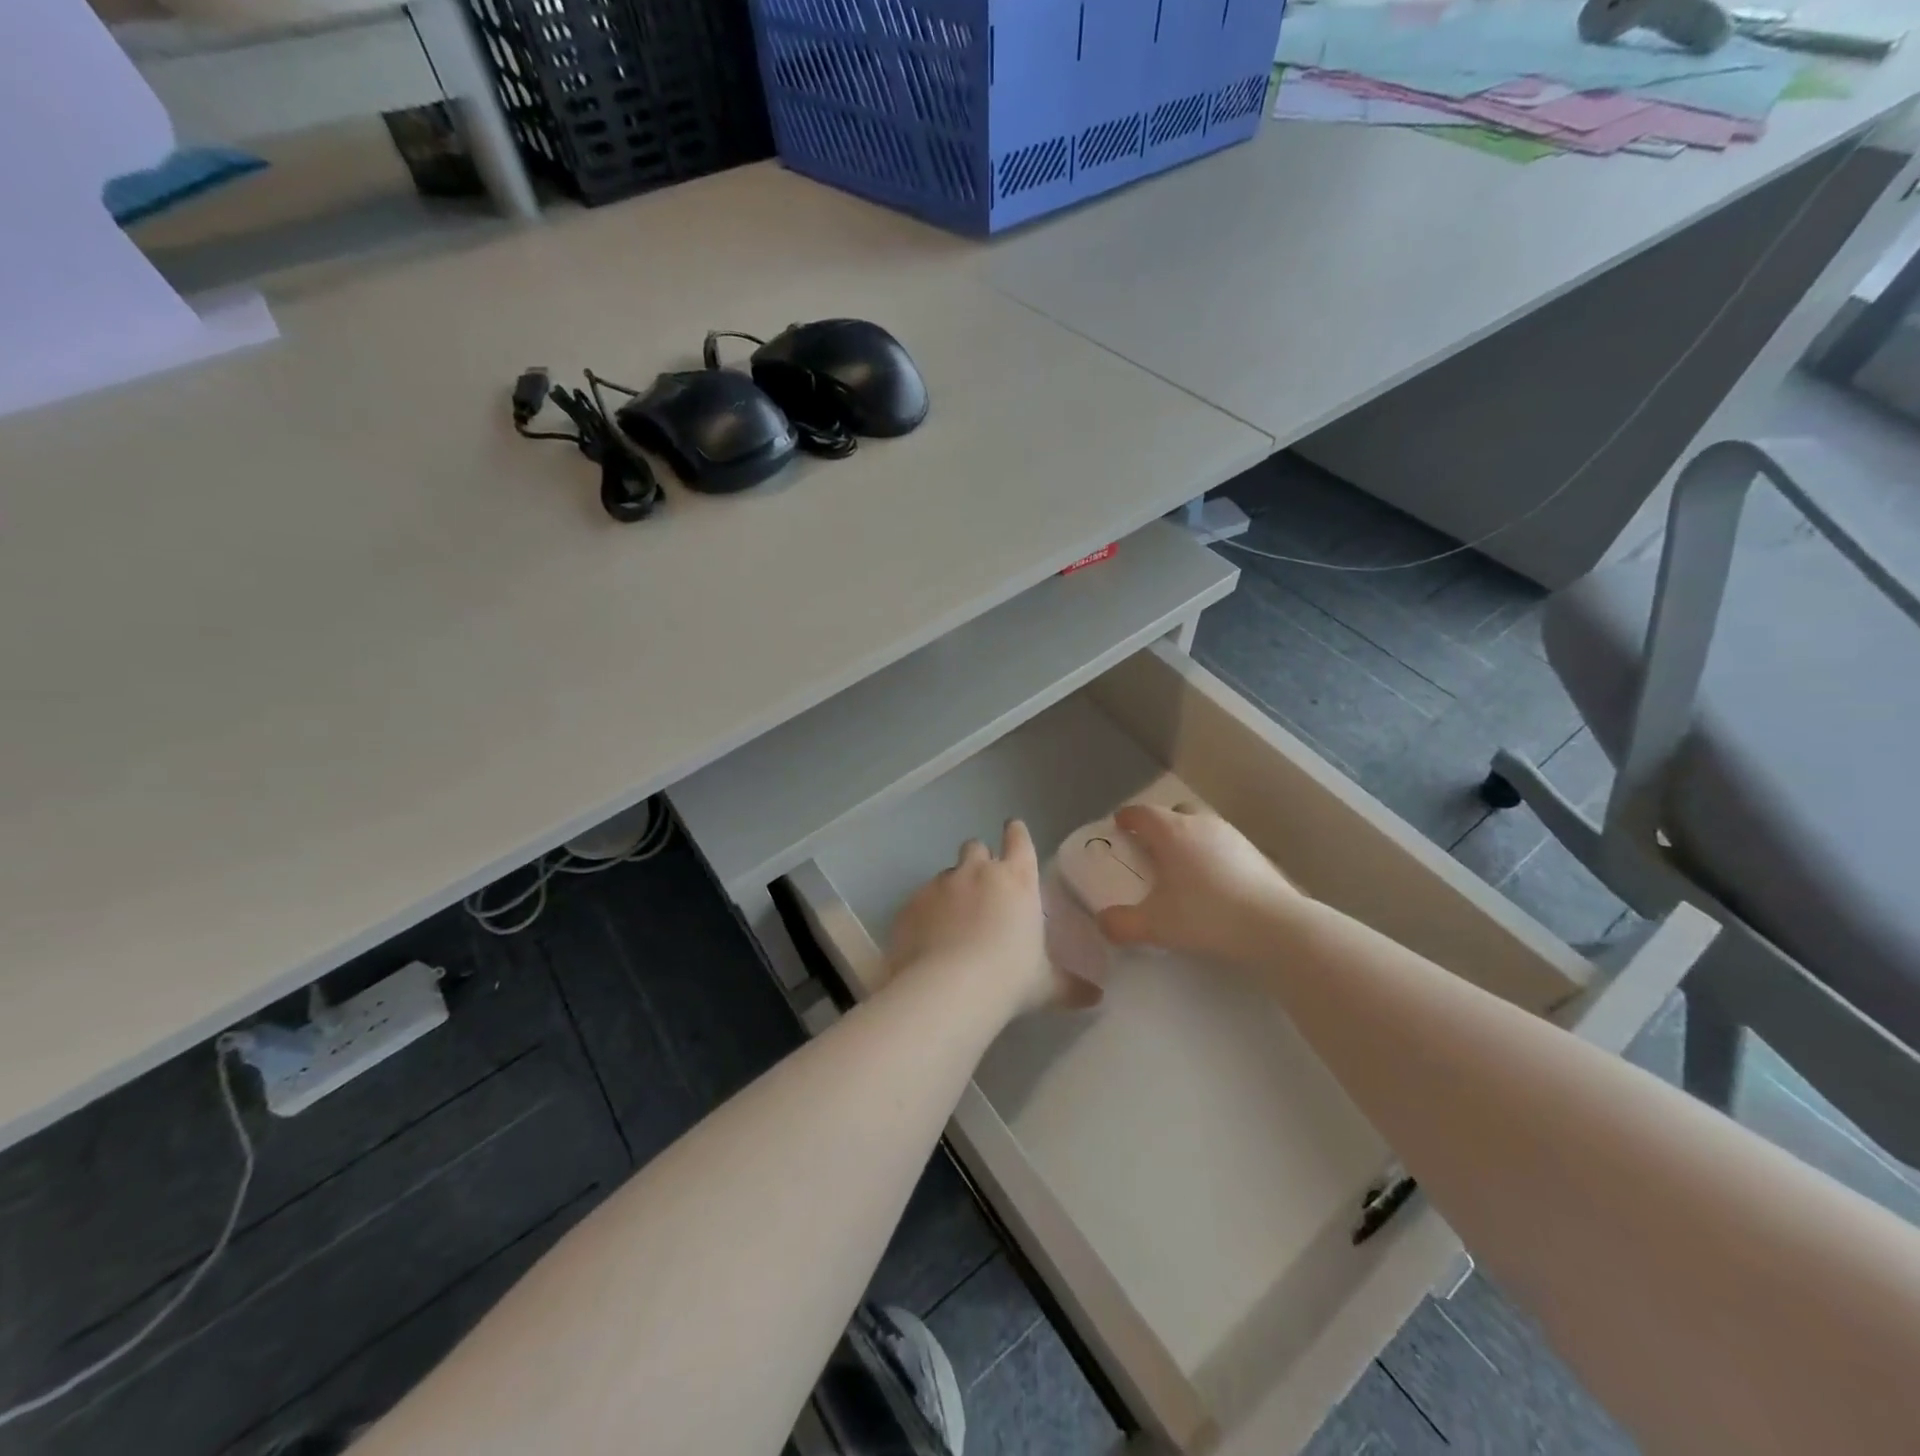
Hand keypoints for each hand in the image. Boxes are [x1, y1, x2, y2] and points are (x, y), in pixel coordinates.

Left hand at [889, 821, 1092, 1014]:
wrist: (947, 990)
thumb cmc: (1008, 979)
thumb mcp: (1046, 986)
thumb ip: (1071, 986)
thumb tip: (1097, 997)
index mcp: (1017, 880)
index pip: (1018, 839)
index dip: (1016, 833)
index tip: (1013, 830)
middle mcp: (977, 872)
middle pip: (975, 847)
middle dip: (979, 859)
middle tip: (982, 885)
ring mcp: (940, 884)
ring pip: (946, 873)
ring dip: (952, 889)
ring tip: (953, 920)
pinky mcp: (911, 903)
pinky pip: (920, 900)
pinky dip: (926, 913)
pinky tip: (928, 938)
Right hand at [1096, 804, 1303, 967]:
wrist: (1273, 925)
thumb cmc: (1205, 915)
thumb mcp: (1154, 925)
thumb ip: (1121, 924)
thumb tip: (1103, 922)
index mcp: (1171, 832)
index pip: (1142, 813)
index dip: (1127, 817)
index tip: (1119, 825)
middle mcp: (1200, 824)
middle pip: (1174, 812)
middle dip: (1160, 825)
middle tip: (1151, 848)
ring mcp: (1231, 835)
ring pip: (1201, 826)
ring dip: (1188, 839)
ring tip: (1182, 867)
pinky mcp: (1254, 852)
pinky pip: (1223, 844)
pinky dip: (1211, 854)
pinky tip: (1213, 882)